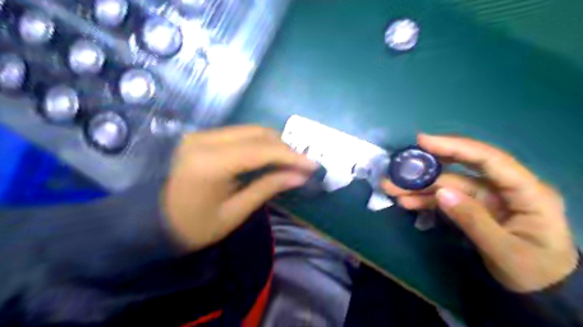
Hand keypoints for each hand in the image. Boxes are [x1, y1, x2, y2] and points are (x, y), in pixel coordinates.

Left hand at [162, 126, 317, 249]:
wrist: (155, 222)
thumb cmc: (195, 227)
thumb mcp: (235, 212)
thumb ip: (268, 188)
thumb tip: (300, 176)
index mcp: (209, 163)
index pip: (260, 150)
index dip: (291, 156)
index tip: (313, 165)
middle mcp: (203, 140)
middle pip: (257, 133)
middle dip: (285, 147)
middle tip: (303, 164)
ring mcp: (201, 135)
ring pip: (250, 130)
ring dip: (274, 144)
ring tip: (291, 161)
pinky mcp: (202, 136)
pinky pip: (240, 134)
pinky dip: (260, 144)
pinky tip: (271, 157)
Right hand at [383, 135, 577, 292]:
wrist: (542, 291)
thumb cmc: (534, 272)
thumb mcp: (506, 251)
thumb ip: (474, 221)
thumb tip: (441, 194)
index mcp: (526, 191)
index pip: (488, 159)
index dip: (455, 146)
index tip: (423, 141)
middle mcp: (504, 187)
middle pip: (461, 168)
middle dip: (428, 167)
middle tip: (397, 167)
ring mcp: (486, 197)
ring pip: (448, 184)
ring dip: (419, 186)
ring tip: (392, 188)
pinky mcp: (473, 206)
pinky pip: (446, 198)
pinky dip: (425, 200)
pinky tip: (406, 202)